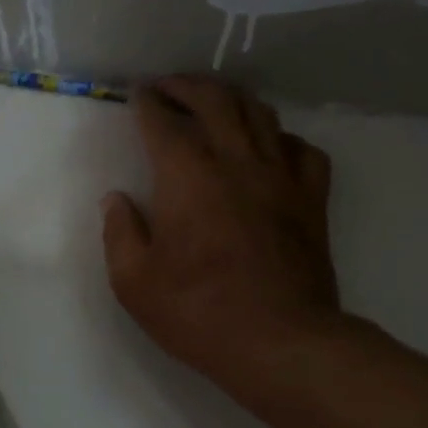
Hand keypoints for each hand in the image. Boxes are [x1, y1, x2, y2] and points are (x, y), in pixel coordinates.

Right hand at [102, 76, 338, 396]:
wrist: (278, 342)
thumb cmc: (197, 313)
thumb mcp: (134, 282)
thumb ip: (119, 232)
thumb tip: (116, 199)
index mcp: (187, 176)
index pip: (163, 121)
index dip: (147, 102)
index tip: (137, 94)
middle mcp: (236, 161)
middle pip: (215, 100)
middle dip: (188, 85)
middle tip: (169, 86)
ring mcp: (281, 177)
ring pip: (261, 114)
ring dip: (233, 99)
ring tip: (215, 102)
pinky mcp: (312, 200)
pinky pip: (302, 150)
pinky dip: (281, 139)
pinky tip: (270, 148)